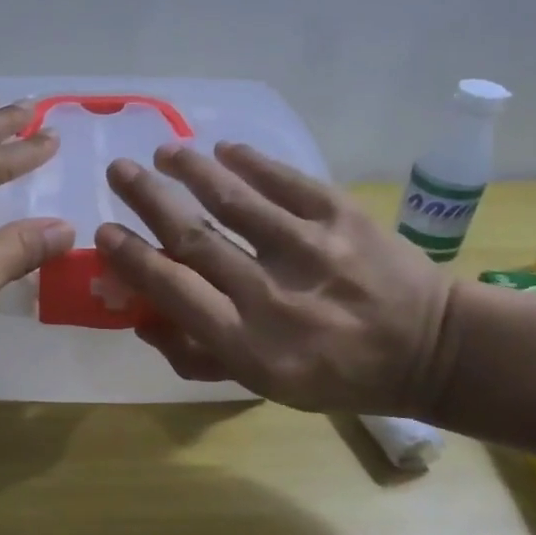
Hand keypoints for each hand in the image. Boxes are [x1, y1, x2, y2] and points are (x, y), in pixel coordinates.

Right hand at [95, 142, 456, 414]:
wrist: (431, 350)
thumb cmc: (337, 375)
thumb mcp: (264, 385)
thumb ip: (198, 356)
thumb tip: (141, 317)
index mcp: (251, 346)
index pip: (174, 291)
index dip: (132, 258)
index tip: (105, 231)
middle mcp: (273, 296)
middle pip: (195, 238)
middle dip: (148, 199)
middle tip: (119, 170)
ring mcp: (311, 250)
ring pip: (234, 200)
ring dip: (190, 169)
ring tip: (163, 151)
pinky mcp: (343, 217)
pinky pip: (286, 181)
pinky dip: (251, 162)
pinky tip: (223, 149)